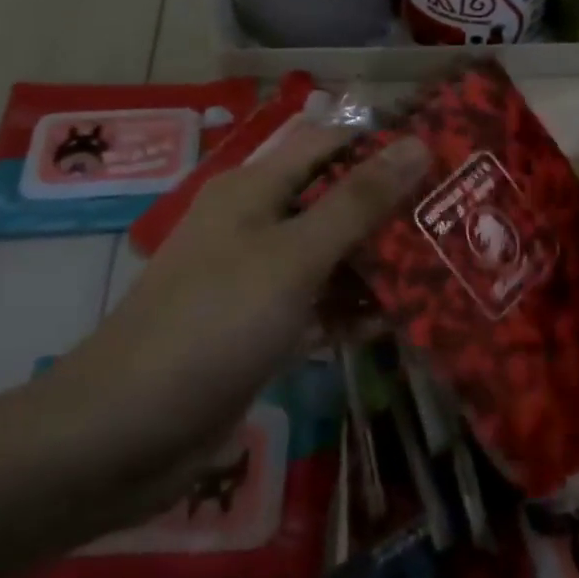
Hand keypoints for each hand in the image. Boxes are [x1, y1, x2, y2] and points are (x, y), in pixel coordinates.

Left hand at [46, 124, 428, 513]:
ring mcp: (257, 279)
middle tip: (456, 216)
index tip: (445, 154)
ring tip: (447, 267)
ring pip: (331, 255)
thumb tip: (417, 144)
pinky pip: (319, 305)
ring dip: (379, 262)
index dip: (383, 142)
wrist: (121, 435)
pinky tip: (401, 321)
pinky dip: (353, 309)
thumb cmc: (214, 324)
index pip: (330, 143)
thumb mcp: (295, 256)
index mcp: (255, 189)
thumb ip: (359, 201)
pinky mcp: (260, 328)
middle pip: (335, 200)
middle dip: (391, 208)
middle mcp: (256, 224)